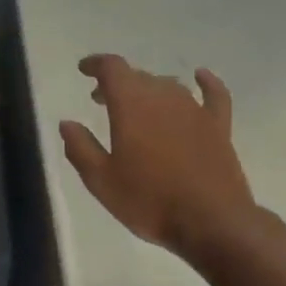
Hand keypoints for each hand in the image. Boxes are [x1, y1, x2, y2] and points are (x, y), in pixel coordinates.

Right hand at [60, 54, 254, 258]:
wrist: (211, 221)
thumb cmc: (149, 200)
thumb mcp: (101, 180)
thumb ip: (81, 148)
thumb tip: (68, 123)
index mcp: (131, 104)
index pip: (112, 68)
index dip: (96, 64)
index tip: (84, 70)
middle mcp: (163, 97)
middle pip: (137, 76)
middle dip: (116, 84)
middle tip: (101, 101)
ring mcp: (194, 109)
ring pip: (168, 86)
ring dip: (148, 89)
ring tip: (136, 105)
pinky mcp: (218, 126)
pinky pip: (213, 94)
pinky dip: (205, 82)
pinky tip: (200, 76)